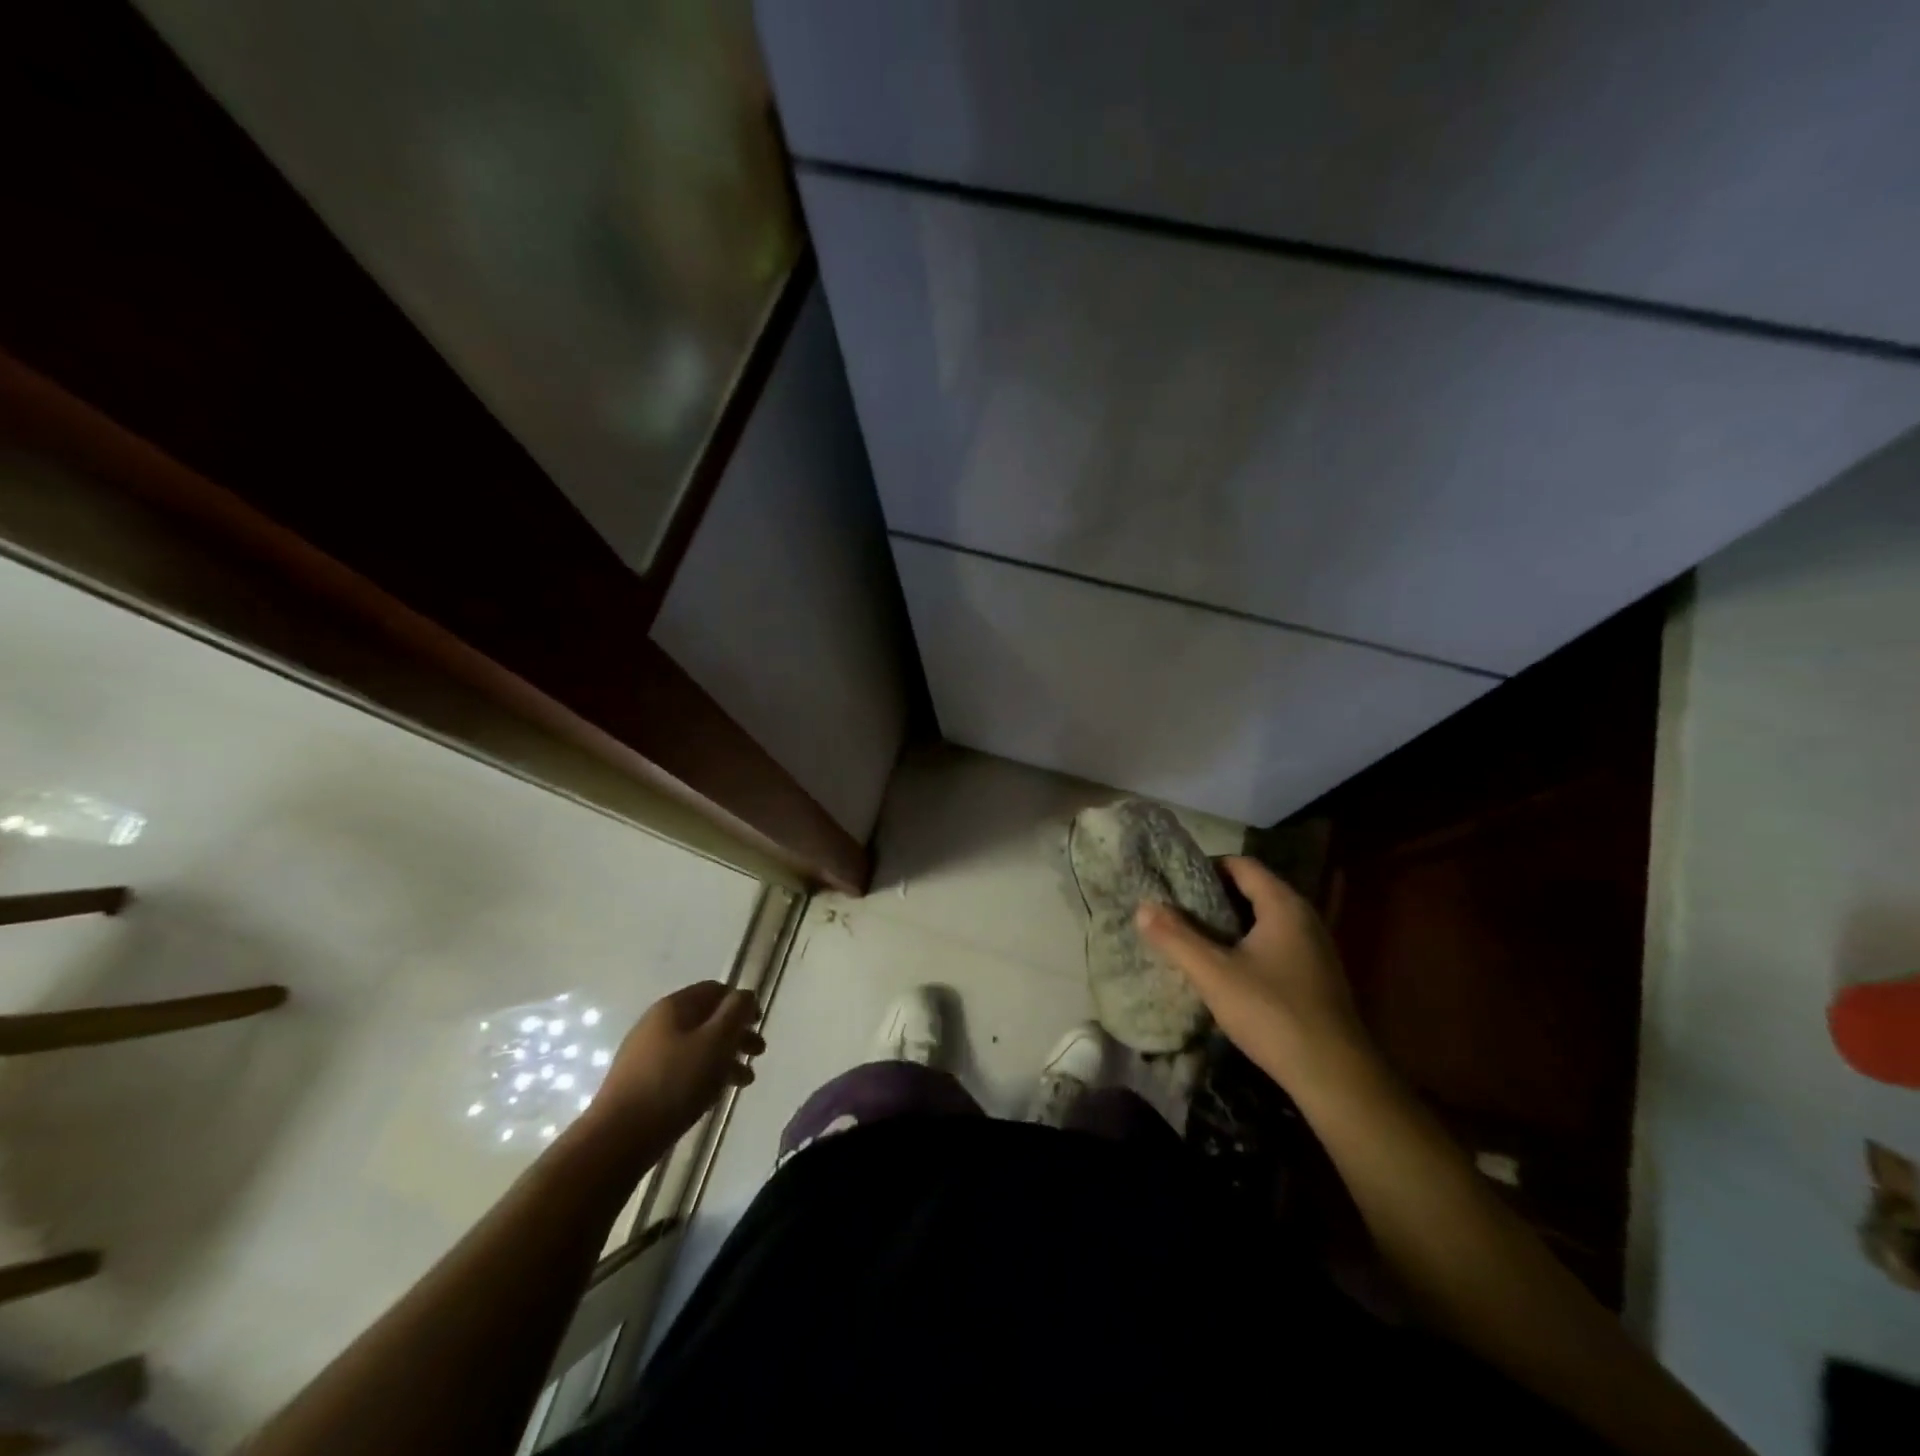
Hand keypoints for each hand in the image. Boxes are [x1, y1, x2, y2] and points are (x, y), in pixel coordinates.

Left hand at [587, 982, 763, 1148]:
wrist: (618, 1137)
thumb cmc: (674, 1082)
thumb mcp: (715, 1041)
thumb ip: (736, 1012)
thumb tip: (745, 995)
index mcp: (674, 1006)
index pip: (715, 990)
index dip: (741, 1002)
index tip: (759, 1024)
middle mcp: (657, 1023)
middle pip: (706, 1019)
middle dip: (736, 1033)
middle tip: (758, 1053)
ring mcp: (646, 1053)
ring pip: (696, 1046)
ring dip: (724, 1057)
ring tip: (744, 1081)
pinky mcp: (641, 1082)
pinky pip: (681, 1067)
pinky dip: (704, 1074)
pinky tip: (714, 1094)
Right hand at [1135, 856, 1369, 1092]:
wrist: (1335, 1077)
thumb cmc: (1272, 1013)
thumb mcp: (1214, 974)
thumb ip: (1176, 937)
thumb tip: (1143, 906)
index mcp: (1283, 905)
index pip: (1241, 865)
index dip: (1204, 867)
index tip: (1172, 883)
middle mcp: (1304, 917)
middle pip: (1251, 890)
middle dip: (1212, 897)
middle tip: (1174, 911)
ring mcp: (1313, 947)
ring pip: (1262, 920)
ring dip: (1228, 924)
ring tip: (1191, 938)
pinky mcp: (1315, 975)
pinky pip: (1274, 943)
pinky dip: (1246, 945)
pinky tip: (1224, 969)